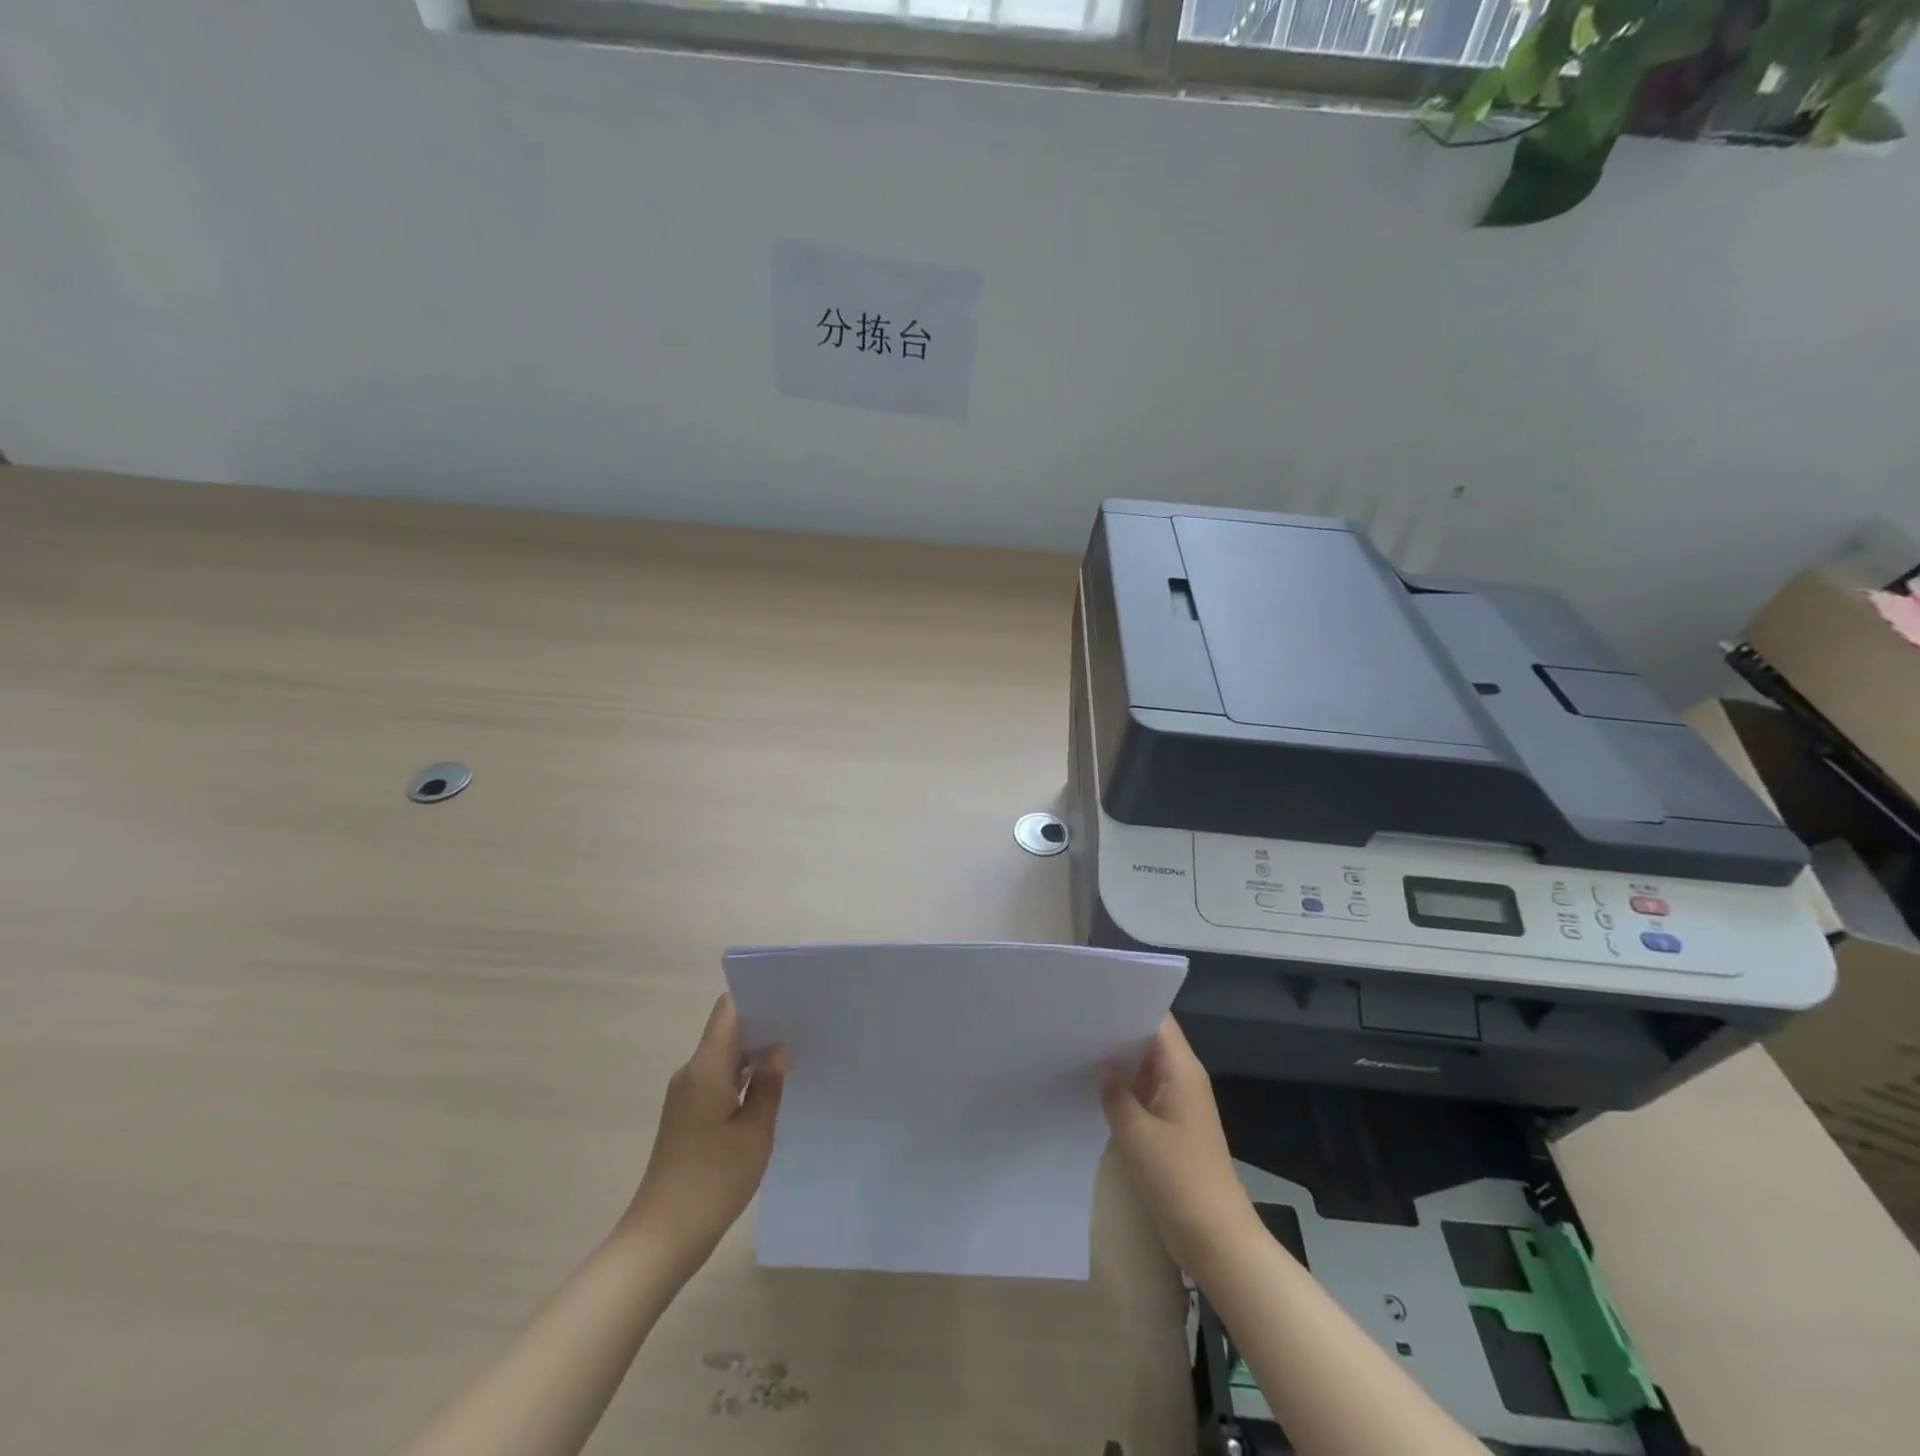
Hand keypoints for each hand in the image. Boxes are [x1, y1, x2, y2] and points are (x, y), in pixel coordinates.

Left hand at [624, 994, 786, 1274]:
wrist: (661, 1238)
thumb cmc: (712, 1181)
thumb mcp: (754, 1133)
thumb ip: (768, 1087)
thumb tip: (778, 1051)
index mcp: (706, 1068)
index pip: (728, 1010)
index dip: (756, 997)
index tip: (788, 997)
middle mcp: (691, 1073)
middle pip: (726, 1031)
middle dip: (761, 1024)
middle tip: (802, 1024)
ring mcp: (686, 1096)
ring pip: (722, 1057)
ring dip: (753, 1054)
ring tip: (793, 1053)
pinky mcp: (686, 1117)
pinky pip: (717, 1080)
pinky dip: (741, 1078)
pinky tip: (768, 1089)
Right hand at [1102, 1015, 1259, 1273]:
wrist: (1217, 1240)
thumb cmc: (1178, 1179)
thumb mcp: (1135, 1133)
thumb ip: (1114, 1092)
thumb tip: (1102, 1064)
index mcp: (1182, 1069)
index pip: (1157, 1019)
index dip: (1128, 1002)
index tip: (1092, 995)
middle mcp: (1184, 1078)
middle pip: (1150, 1039)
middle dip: (1117, 1029)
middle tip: (1075, 1018)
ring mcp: (1180, 1103)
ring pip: (1146, 1066)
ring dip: (1119, 1059)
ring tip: (1077, 1044)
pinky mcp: (1174, 1126)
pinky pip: (1146, 1092)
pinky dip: (1125, 1086)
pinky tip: (1094, 1086)